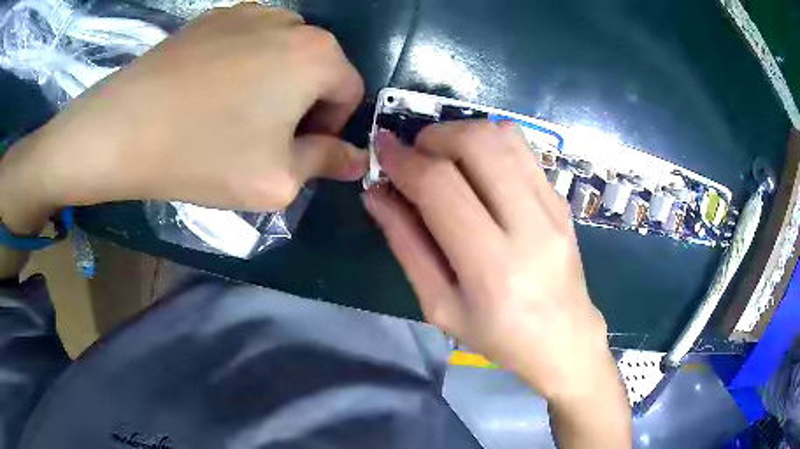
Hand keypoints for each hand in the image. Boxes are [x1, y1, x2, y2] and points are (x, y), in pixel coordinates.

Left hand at [0, 5, 365, 233]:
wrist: (123, 127)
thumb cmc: (204, 154)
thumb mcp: (277, 179)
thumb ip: (326, 164)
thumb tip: (356, 158)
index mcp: (318, 54)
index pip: (350, 91)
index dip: (329, 127)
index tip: (295, 151)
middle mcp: (292, 21)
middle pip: (317, 68)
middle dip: (302, 104)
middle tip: (262, 138)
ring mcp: (249, 11)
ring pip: (282, 53)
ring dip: (273, 83)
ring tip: (233, 113)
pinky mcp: (214, 17)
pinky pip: (248, 42)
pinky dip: (243, 66)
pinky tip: (210, 91)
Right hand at [363, 121, 629, 446]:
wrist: (564, 338)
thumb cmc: (498, 335)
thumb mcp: (440, 305)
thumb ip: (406, 245)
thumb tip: (376, 194)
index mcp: (492, 268)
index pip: (440, 187)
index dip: (403, 160)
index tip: (382, 149)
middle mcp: (530, 226)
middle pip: (477, 143)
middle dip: (434, 137)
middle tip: (417, 158)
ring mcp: (553, 207)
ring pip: (503, 135)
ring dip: (462, 134)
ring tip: (445, 160)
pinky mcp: (562, 199)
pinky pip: (522, 149)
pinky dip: (489, 145)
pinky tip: (477, 170)